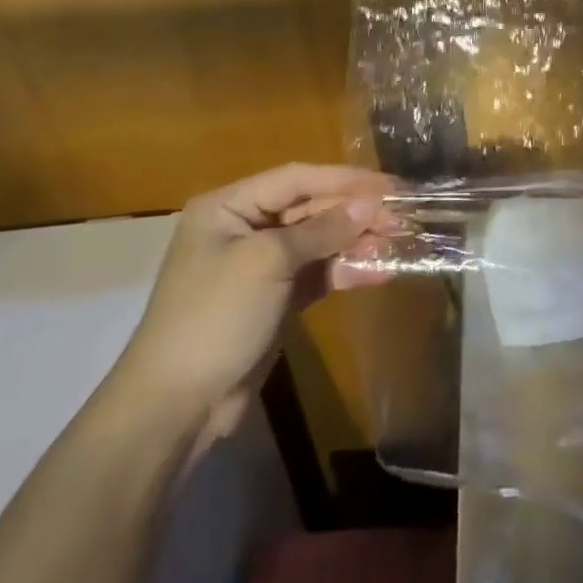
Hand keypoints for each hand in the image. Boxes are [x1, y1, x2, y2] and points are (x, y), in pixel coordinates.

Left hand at [109, 164, 395, 433]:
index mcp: (229, 207)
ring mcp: (262, 266)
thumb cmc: (215, 316)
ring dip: (358, 242)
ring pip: (320, 242)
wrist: (178, 404)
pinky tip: (381, 272)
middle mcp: (245, 228)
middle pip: (312, 209)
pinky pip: (319, 274)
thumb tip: (370, 203)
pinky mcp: (278, 298)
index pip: (297, 179)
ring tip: (399, 243)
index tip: (391, 185)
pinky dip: (348, 271)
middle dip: (356, 213)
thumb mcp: (267, 262)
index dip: (346, 179)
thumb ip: (322, 229)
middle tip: (403, 217)